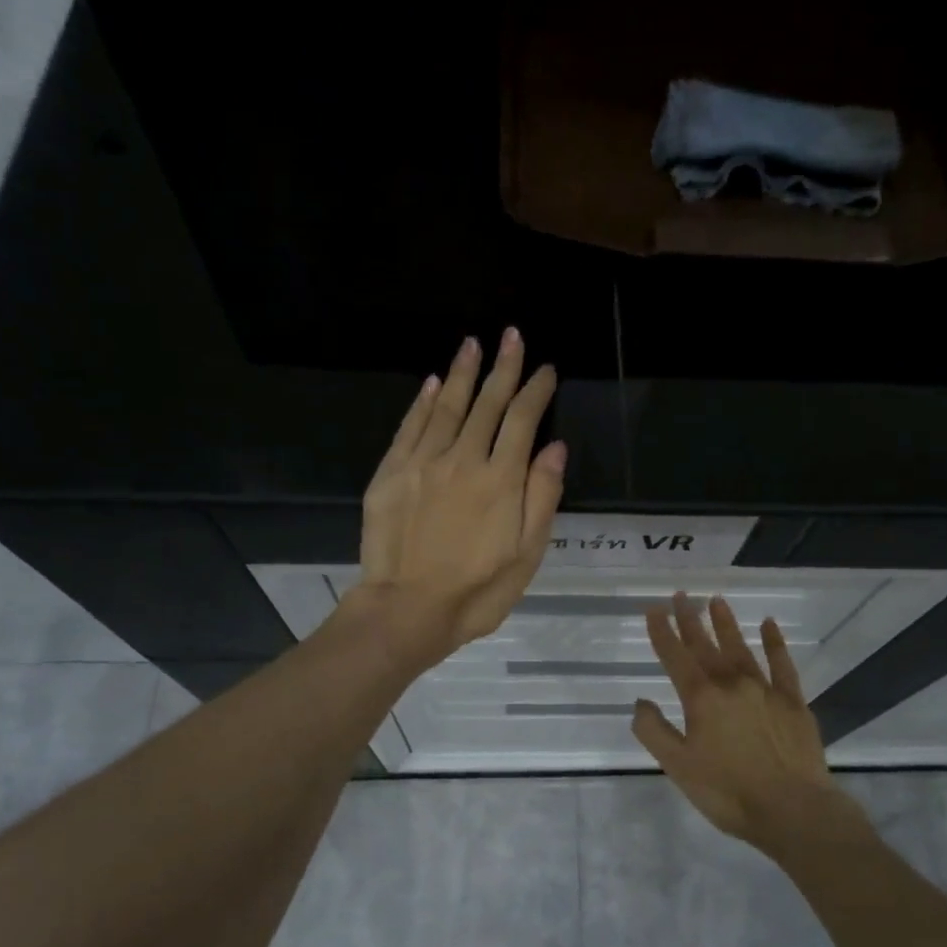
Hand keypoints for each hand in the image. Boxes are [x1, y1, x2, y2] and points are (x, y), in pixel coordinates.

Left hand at [348, 328, 564, 667]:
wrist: (407, 610)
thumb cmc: (476, 591)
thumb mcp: (526, 555)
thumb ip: (542, 498)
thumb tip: (555, 448)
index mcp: (501, 481)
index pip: (523, 421)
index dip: (536, 392)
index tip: (545, 370)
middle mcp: (462, 460)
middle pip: (487, 404)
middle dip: (503, 368)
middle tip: (512, 336)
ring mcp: (422, 464)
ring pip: (447, 407)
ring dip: (463, 373)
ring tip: (474, 343)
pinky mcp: (391, 474)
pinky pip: (411, 427)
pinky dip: (424, 402)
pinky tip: (435, 383)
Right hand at [633, 593, 849, 854]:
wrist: (792, 810)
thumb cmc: (728, 792)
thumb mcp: (678, 767)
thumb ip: (655, 731)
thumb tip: (641, 702)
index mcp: (701, 699)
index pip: (676, 657)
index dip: (662, 632)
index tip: (654, 610)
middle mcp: (732, 684)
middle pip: (706, 646)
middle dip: (690, 620)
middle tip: (681, 596)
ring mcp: (765, 689)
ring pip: (741, 648)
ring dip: (726, 624)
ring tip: (716, 600)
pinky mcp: (793, 701)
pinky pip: (781, 663)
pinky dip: (774, 642)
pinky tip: (769, 625)